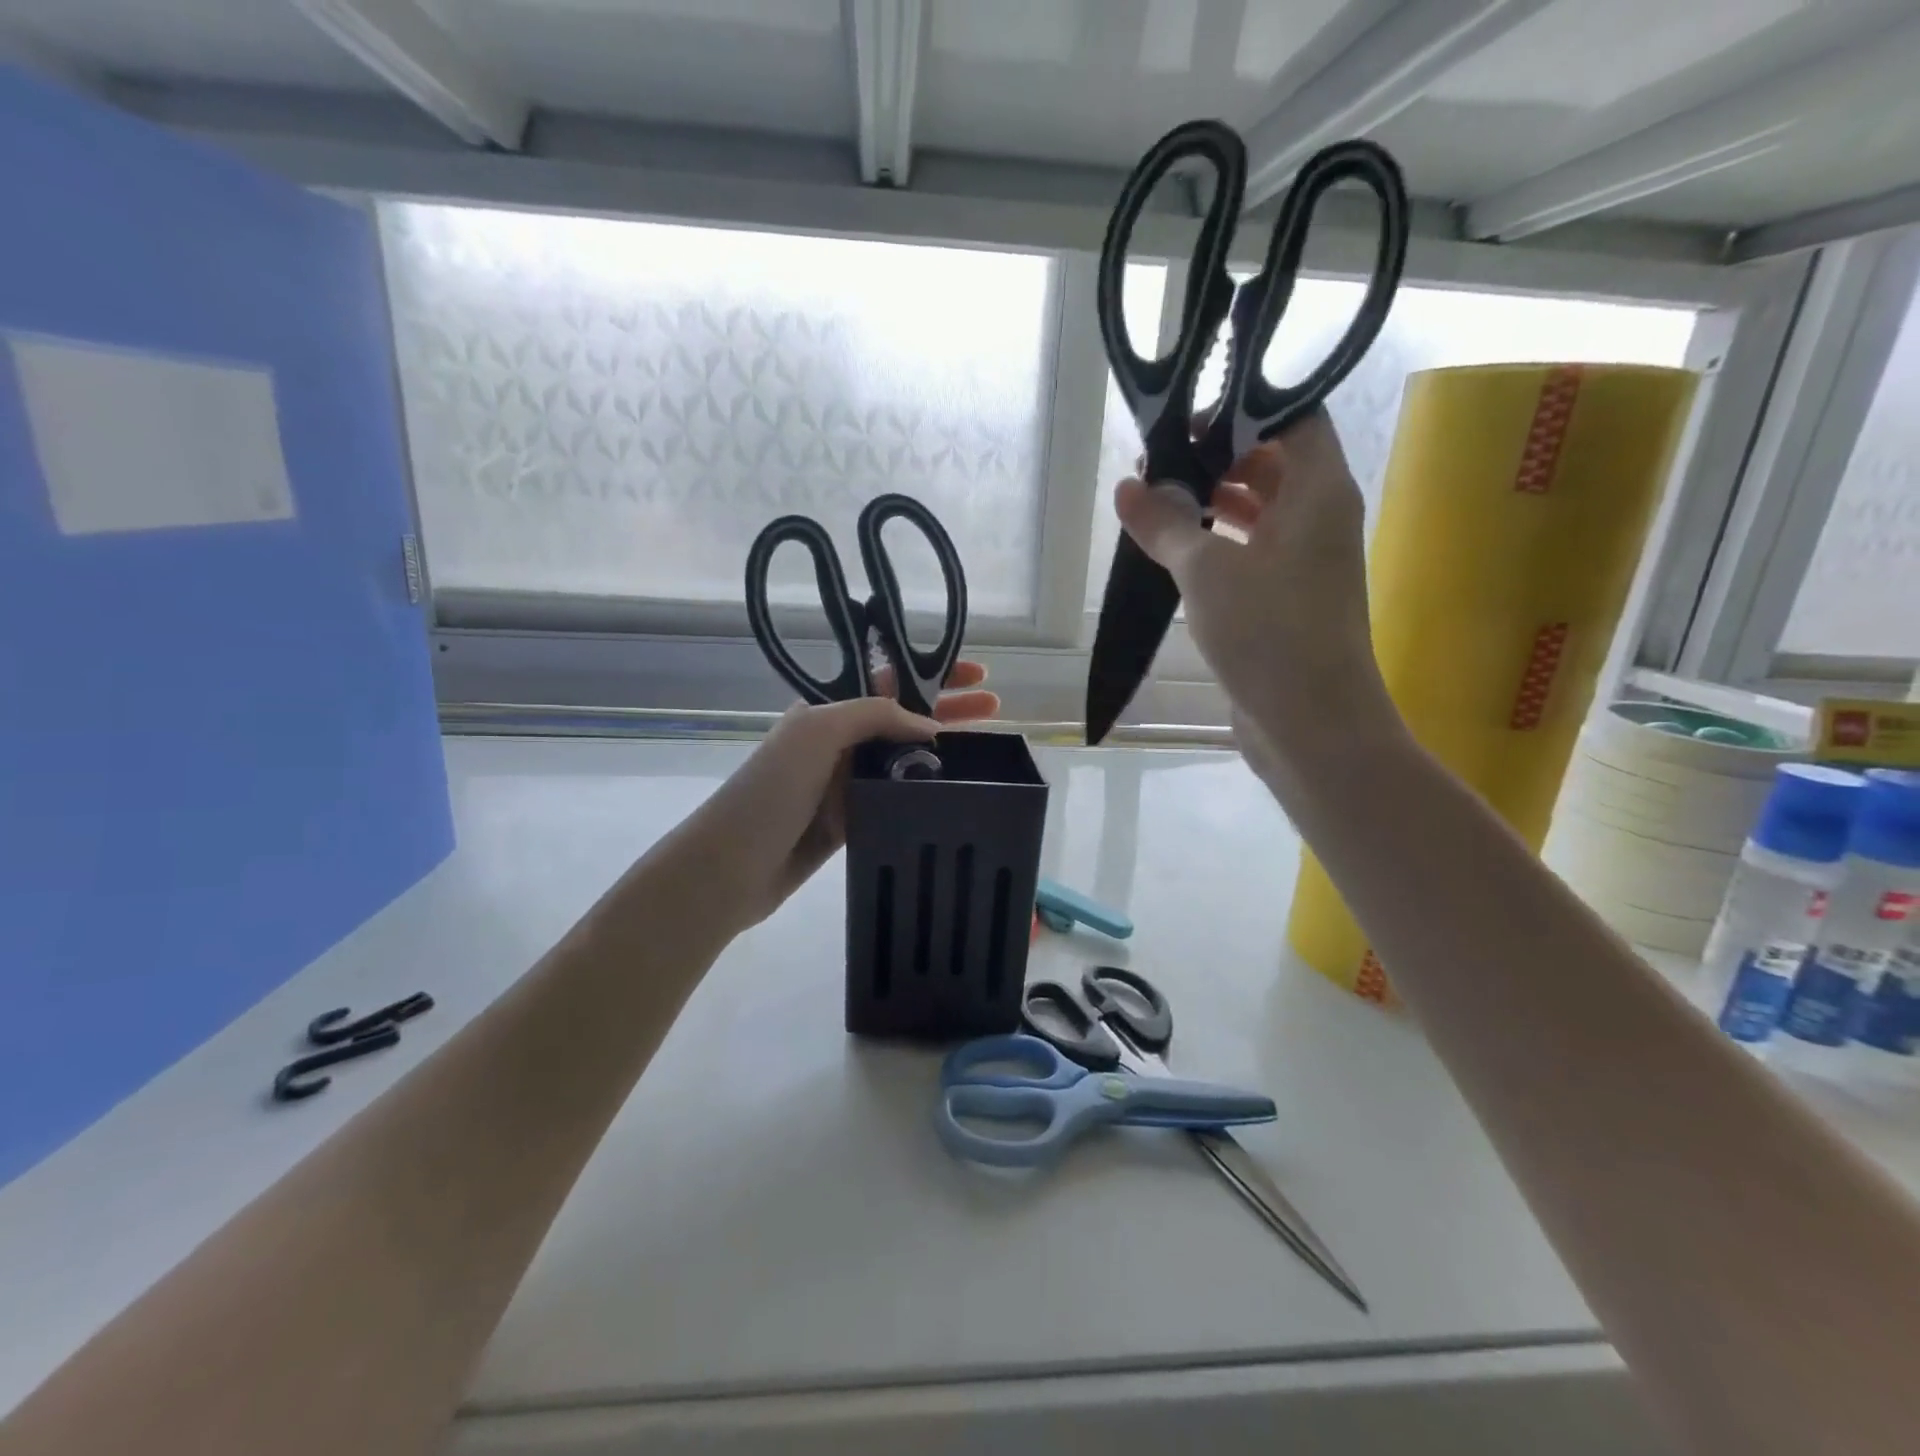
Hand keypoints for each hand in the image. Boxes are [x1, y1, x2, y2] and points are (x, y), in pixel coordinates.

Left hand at [683, 662, 998, 929]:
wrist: (731, 867)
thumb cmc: (771, 789)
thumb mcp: (818, 731)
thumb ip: (875, 716)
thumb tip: (933, 729)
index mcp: (829, 710)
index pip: (890, 681)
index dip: (933, 673)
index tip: (976, 675)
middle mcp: (839, 741)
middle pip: (904, 717)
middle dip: (949, 708)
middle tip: (995, 709)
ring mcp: (845, 782)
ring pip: (905, 759)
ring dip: (944, 752)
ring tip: (988, 751)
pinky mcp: (852, 820)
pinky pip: (896, 797)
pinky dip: (925, 792)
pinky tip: (956, 793)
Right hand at [1115, 411, 1403, 786]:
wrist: (1312, 724)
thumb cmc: (1268, 633)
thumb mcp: (1205, 570)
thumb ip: (1165, 523)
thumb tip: (1127, 486)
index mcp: (1320, 490)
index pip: (1294, 415)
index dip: (1242, 407)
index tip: (1186, 417)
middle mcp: (1320, 516)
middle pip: (1273, 460)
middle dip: (1217, 454)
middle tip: (1158, 461)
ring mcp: (1304, 560)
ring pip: (1260, 508)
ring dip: (1213, 500)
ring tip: (1156, 499)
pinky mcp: (1285, 598)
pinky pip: (1251, 549)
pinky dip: (1217, 540)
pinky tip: (1174, 548)